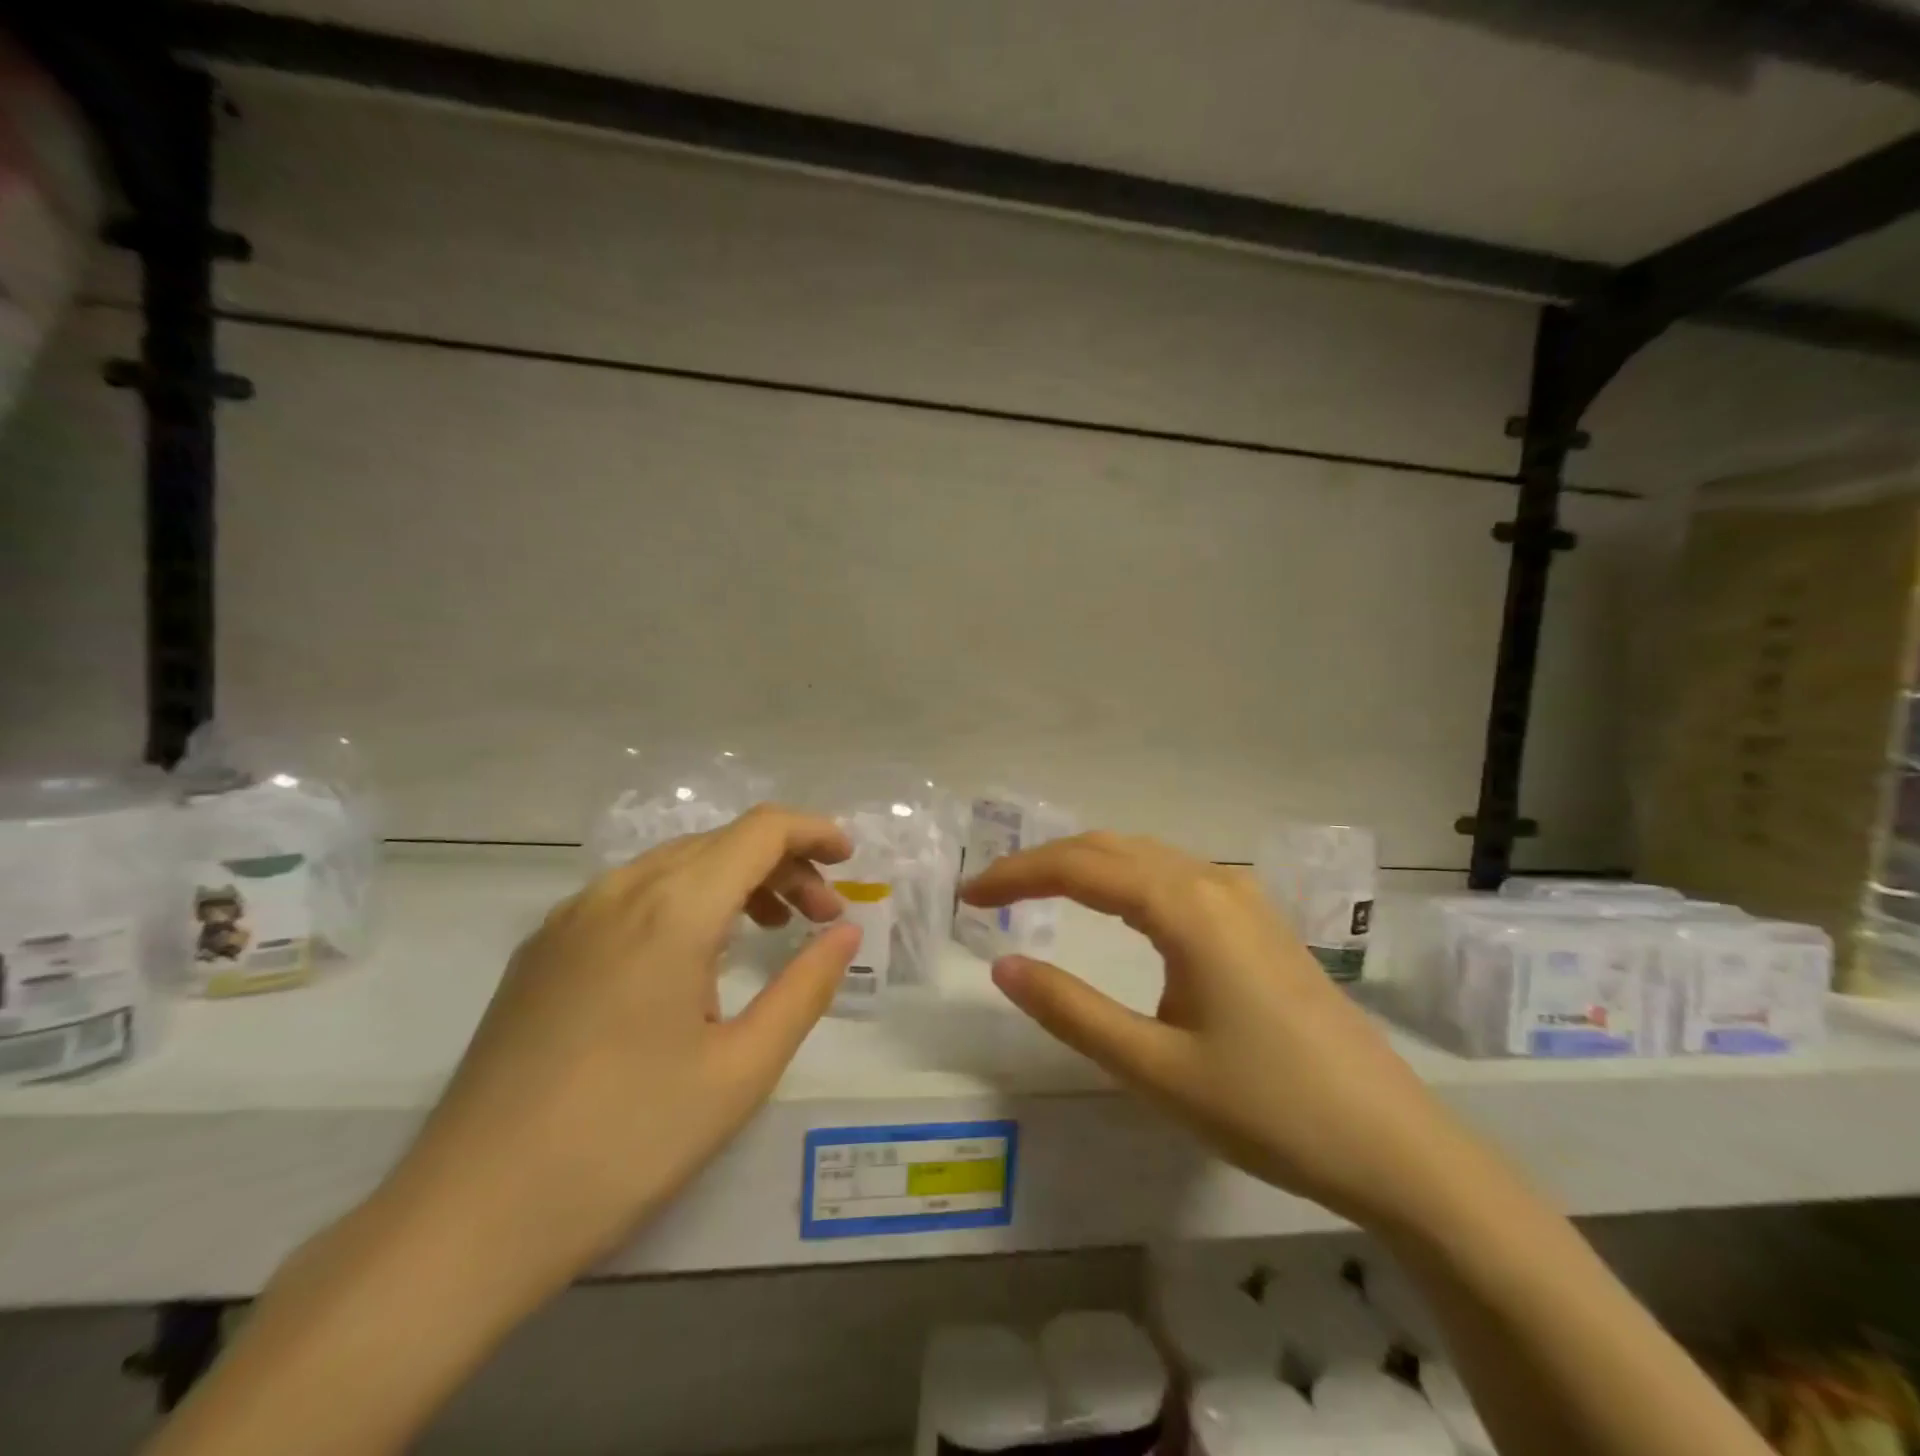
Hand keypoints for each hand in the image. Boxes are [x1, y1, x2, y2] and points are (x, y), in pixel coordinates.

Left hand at [380, 806, 858, 1299]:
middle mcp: (618, 893)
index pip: (759, 831)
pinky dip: (684, 901)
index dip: (813, 831)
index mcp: (672, 910)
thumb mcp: (741, 1070)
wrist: (465, 1220)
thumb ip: (805, 987)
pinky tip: (691, 960)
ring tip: (767, 930)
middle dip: (782, 864)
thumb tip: (845, 932)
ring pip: (673, 865)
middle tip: (820, 916)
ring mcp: (570, 919)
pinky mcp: (541, 951)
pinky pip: (631, 896)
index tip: (850, 861)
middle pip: (719, 842)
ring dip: (733, 880)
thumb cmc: (626, 1142)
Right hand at [961, 832, 1461, 1227]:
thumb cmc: (1269, 1108)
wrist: (1394, 1144)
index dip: (1017, 874)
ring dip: (1084, 864)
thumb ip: (1071, 1011)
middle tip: (990, 893)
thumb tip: (1002, 965)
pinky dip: (1123, 877)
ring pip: (1144, 855)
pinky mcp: (1258, 921)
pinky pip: (1173, 875)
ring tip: (1035, 892)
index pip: (1081, 866)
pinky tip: (1112, 904)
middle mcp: (1214, 882)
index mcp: (1186, 907)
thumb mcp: (1154, 1068)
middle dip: (1044, 861)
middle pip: (1111, 846)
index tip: (968, 895)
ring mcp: (1243, 897)